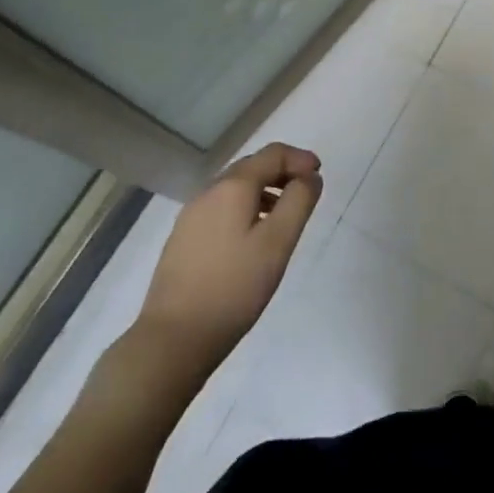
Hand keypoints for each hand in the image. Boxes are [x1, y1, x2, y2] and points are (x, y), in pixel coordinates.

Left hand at [135, 143, 323, 379]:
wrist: (173, 338)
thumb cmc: (234, 287)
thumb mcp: (278, 242)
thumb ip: (299, 201)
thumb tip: (309, 177)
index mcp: (232, 187)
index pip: (272, 154)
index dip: (300, 159)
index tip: (319, 176)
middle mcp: (208, 192)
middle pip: (252, 167)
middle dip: (282, 172)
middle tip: (306, 193)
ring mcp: (191, 217)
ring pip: (235, 189)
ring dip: (264, 192)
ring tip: (284, 217)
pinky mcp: (182, 240)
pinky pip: (221, 209)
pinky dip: (245, 209)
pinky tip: (253, 239)